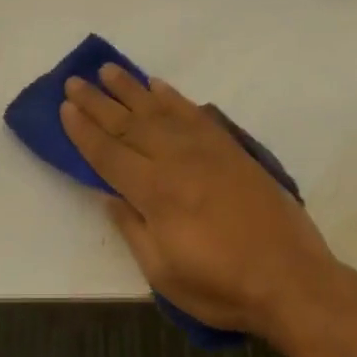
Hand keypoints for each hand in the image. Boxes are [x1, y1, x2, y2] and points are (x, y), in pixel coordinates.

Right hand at [60, 65, 340, 339]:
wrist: (292, 279)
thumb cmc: (222, 286)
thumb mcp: (163, 273)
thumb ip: (133, 229)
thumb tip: (110, 196)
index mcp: (155, 193)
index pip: (108, 154)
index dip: (83, 131)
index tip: (65, 107)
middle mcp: (176, 161)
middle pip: (128, 124)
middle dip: (97, 102)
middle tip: (75, 80)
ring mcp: (207, 150)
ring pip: (159, 110)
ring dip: (131, 89)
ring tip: (109, 70)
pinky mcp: (232, 149)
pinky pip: (195, 114)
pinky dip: (174, 97)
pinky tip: (159, 86)